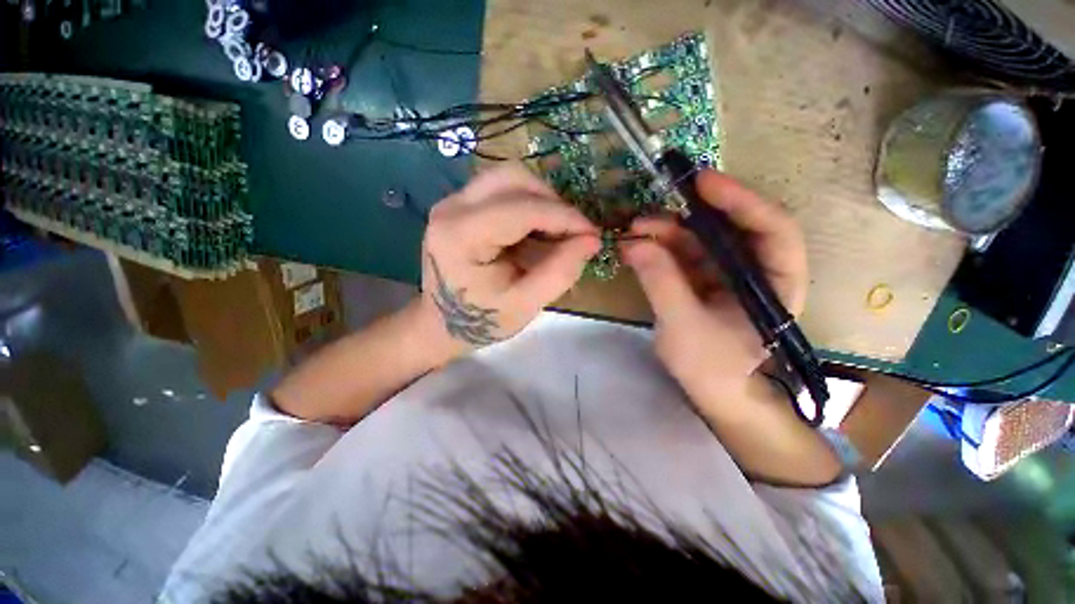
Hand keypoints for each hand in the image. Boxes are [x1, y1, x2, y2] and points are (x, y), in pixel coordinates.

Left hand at [420, 164, 600, 351]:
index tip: (592, 234)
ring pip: (509, 178)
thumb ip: (560, 272)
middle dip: (552, 202)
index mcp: (461, 235)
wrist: (441, 323)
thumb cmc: (481, 320)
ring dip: (541, 201)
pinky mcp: (461, 205)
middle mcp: (452, 207)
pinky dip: (528, 205)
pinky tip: (535, 233)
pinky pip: (502, 190)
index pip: (521, 209)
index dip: (564, 217)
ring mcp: (453, 202)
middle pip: (513, 178)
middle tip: (572, 233)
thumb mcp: (525, 305)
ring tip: (555, 234)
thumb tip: (592, 240)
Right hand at [621, 170, 807, 400]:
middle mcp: (756, 270)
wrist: (710, 391)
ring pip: (701, 239)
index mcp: (777, 282)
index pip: (772, 229)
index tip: (702, 181)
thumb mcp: (684, 325)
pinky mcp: (703, 279)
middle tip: (650, 211)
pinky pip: (683, 255)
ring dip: (666, 232)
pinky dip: (659, 249)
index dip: (740, 200)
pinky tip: (636, 247)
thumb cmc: (710, 366)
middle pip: (730, 228)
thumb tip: (634, 242)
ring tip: (633, 231)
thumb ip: (661, 282)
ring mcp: (727, 273)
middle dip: (690, 216)